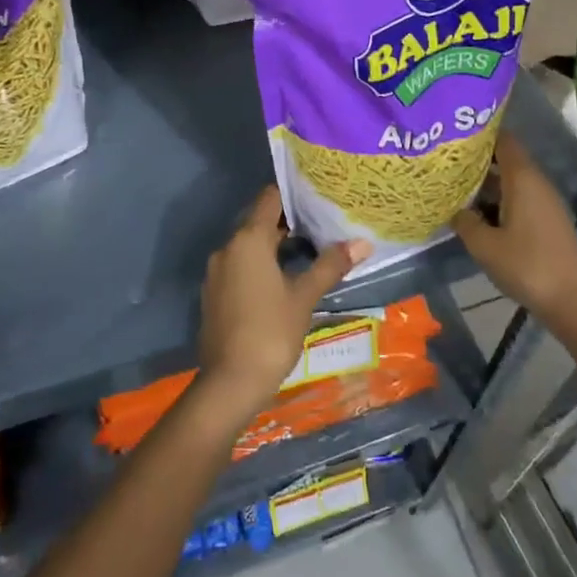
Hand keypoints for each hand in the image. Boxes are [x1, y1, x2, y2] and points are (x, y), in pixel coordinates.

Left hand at [197, 187, 368, 418]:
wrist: (230, 382)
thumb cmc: (271, 332)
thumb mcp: (305, 297)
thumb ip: (330, 265)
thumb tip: (362, 242)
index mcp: (248, 240)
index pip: (269, 198)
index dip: (293, 193)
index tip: (317, 195)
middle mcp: (228, 248)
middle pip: (259, 221)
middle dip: (289, 221)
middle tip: (322, 222)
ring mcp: (217, 271)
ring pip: (249, 245)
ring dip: (275, 245)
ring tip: (310, 250)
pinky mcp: (214, 293)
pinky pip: (240, 266)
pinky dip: (260, 264)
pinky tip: (283, 279)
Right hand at [452, 132, 576, 358]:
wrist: (573, 302)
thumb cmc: (527, 266)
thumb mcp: (484, 245)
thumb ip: (464, 221)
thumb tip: (453, 208)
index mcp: (522, 179)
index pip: (503, 140)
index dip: (480, 134)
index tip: (453, 134)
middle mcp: (536, 183)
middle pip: (506, 159)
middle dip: (477, 160)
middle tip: (444, 161)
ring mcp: (545, 203)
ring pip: (511, 181)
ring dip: (486, 183)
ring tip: (453, 186)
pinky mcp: (548, 221)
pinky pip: (519, 199)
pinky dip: (498, 200)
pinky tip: (477, 213)